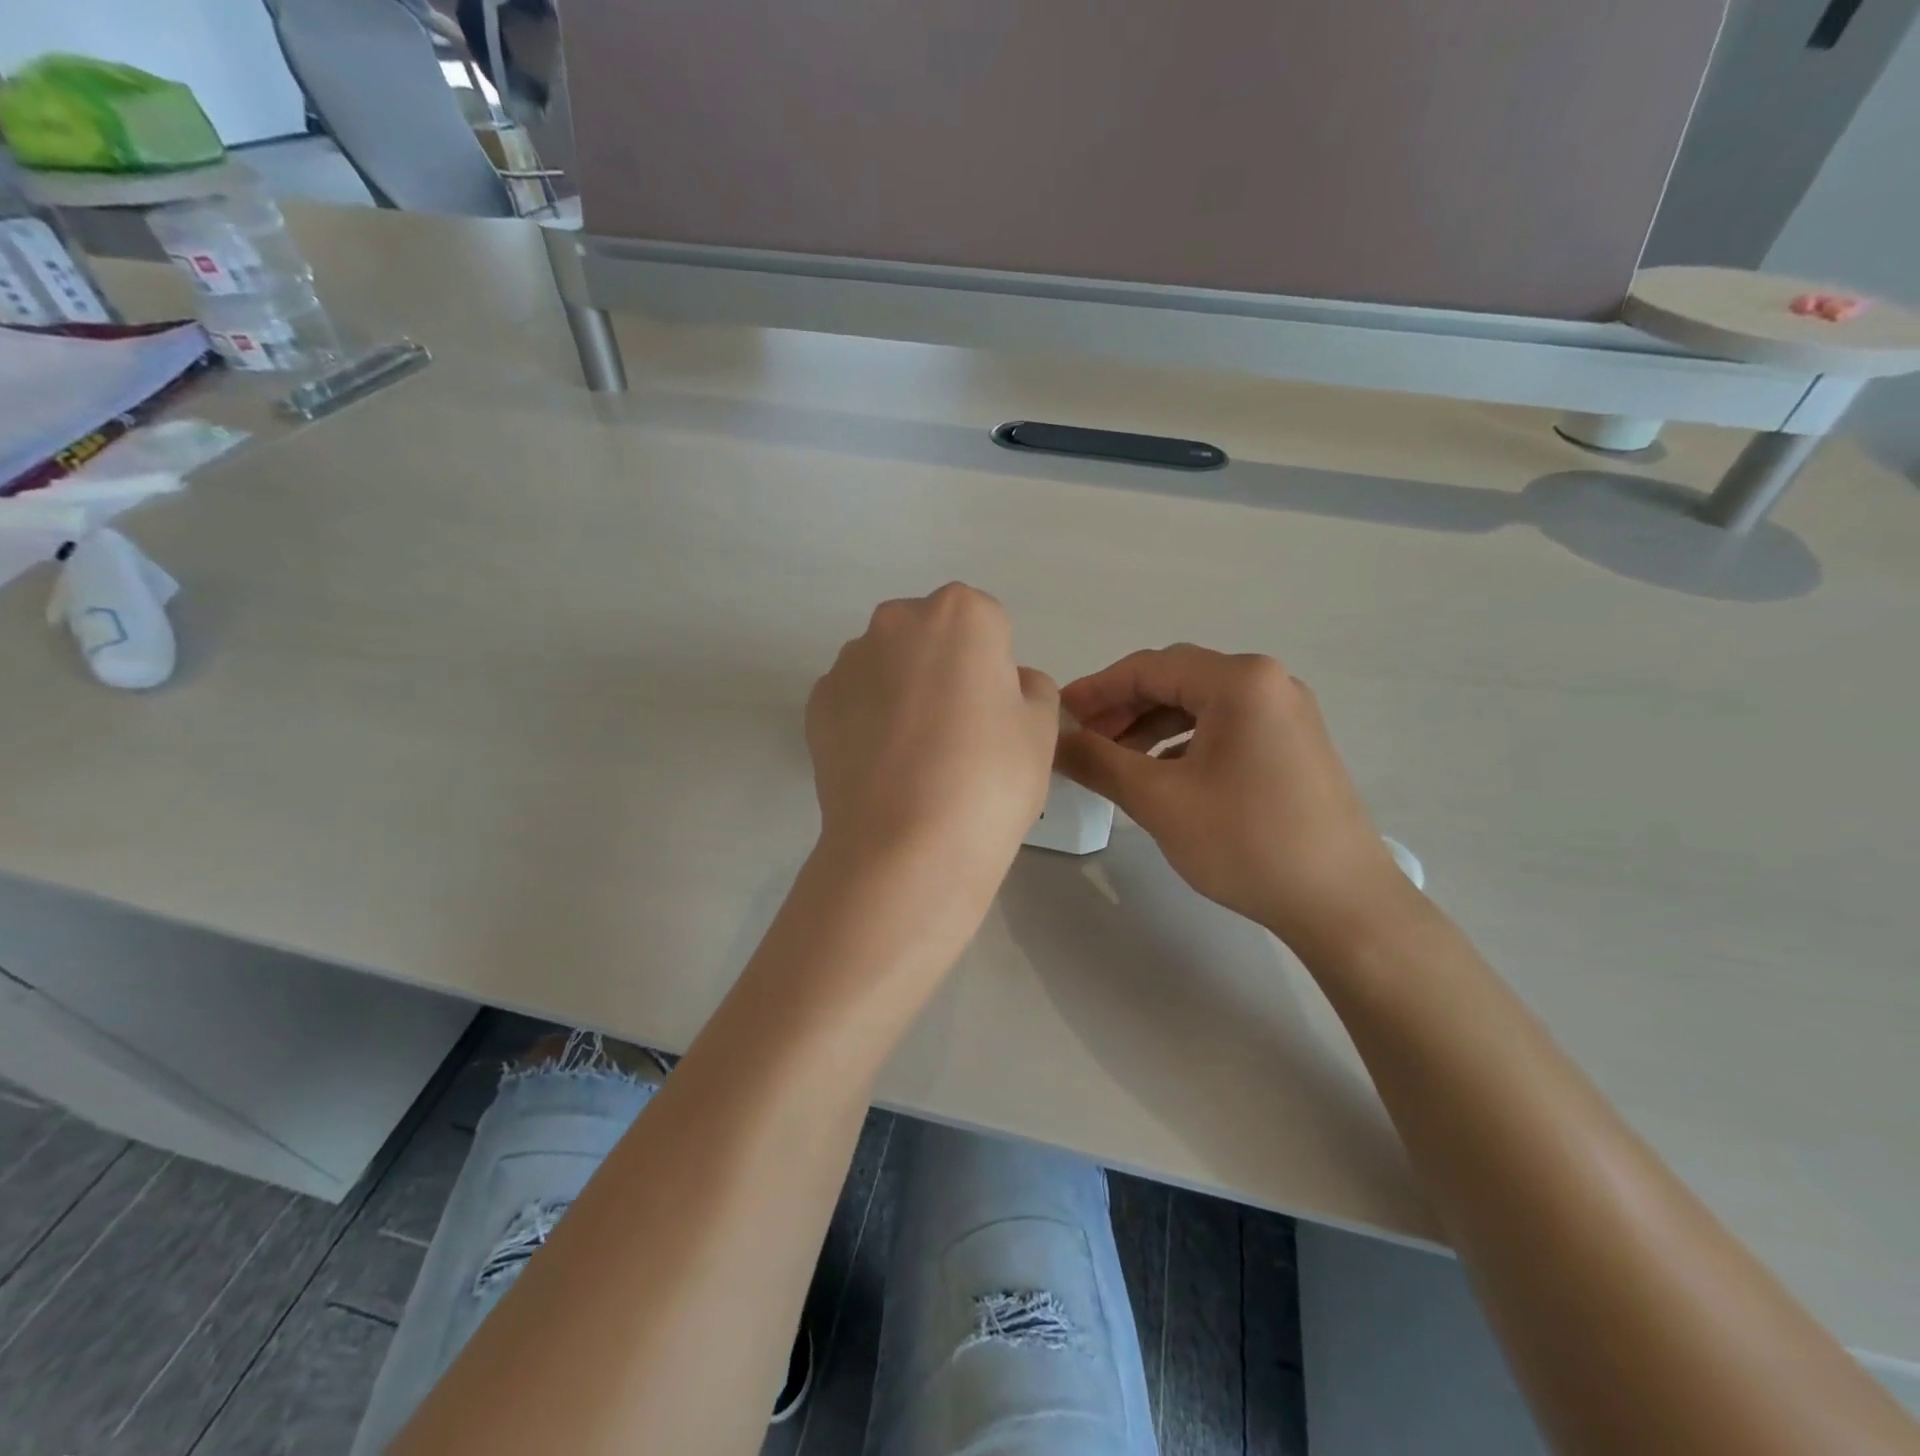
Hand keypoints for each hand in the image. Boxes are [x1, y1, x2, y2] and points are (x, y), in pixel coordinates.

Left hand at [807, 584, 1058, 899]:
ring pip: (888, 666)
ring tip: (916, 758)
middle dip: (945, 668)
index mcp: (960, 614)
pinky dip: (868, 720)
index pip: (988, 624)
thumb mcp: (1042, 730)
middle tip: (958, 732)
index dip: (994, 670)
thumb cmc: (989, 778)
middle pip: (931, 636)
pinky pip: (855, 700)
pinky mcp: (816, 704)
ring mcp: (848, 662)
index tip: (993, 715)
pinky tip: (884, 768)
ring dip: (903, 692)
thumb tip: (1005, 685)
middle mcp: (896, 622)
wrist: (905, 847)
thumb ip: (1032, 689)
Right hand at [1056, 646, 1415, 954]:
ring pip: (1200, 705)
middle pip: (1176, 680)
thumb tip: (1055, 740)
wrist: (1342, 903)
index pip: (1148, 667)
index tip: (1057, 716)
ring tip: (1114, 760)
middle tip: (1082, 740)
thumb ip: (1098, 761)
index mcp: (1239, 681)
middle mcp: (1268, 682)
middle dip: (1122, 707)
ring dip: (1150, 725)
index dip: (1095, 690)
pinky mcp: (1293, 744)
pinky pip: (1225, 727)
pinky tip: (1161, 773)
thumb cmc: (1247, 843)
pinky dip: (1183, 742)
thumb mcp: (1160, 800)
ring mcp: (1287, 713)